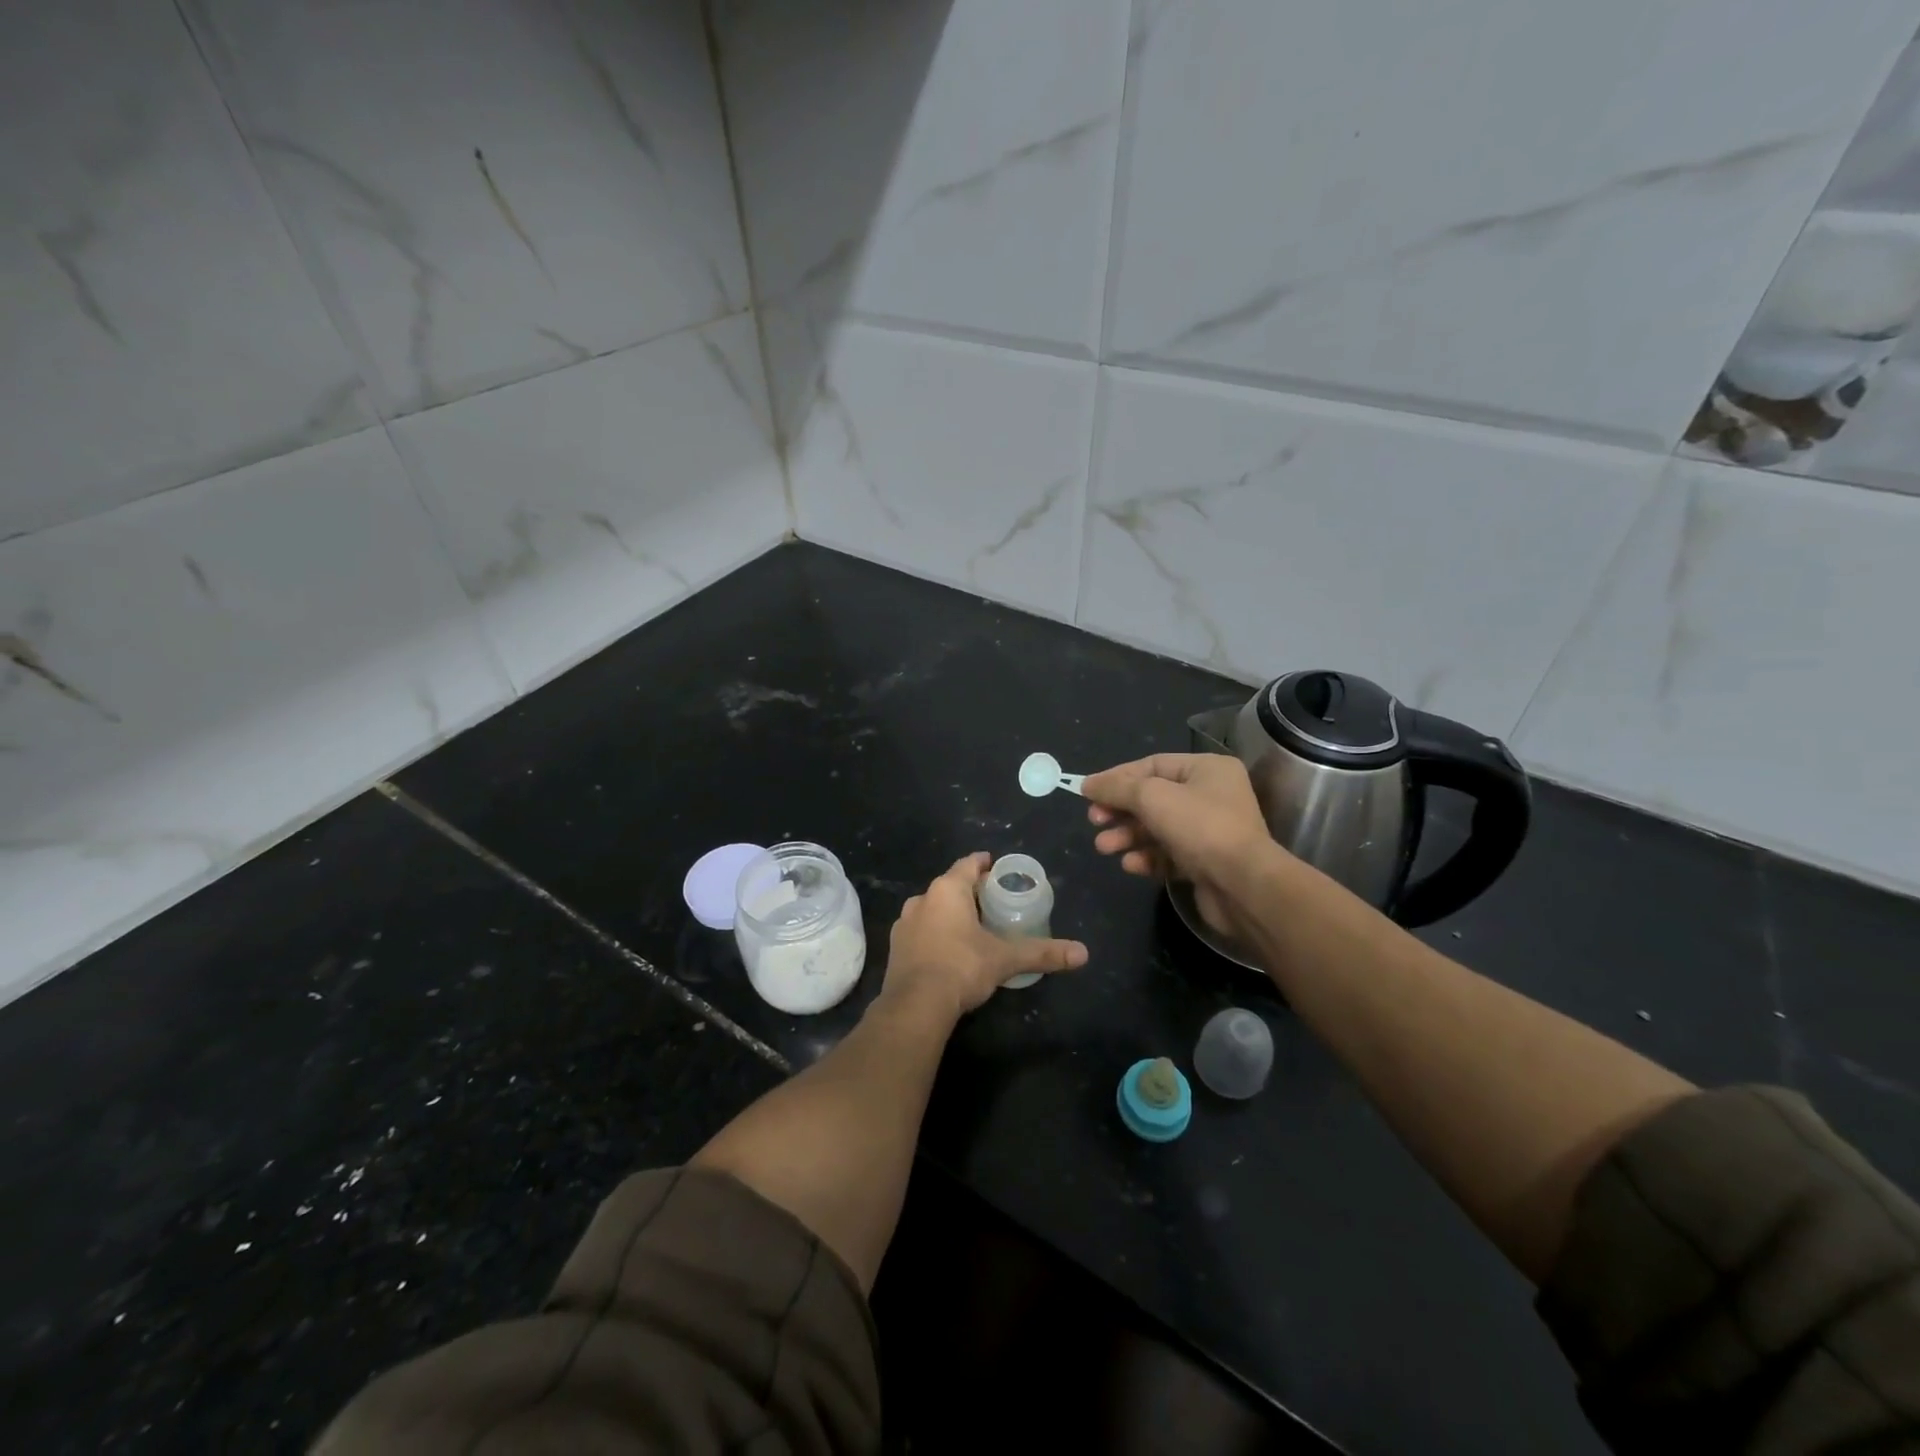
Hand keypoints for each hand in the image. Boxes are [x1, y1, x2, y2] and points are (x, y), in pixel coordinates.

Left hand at [880, 853, 1087, 1024]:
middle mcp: (922, 899)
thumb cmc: (962, 967)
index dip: (983, 864)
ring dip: (949, 912)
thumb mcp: (1005, 959)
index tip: (995, 867)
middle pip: (950, 886)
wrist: (915, 1005)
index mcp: (947, 890)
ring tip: (971, 926)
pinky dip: (934, 933)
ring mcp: (904, 923)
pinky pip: (920, 931)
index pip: (967, 864)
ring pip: (932, 908)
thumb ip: (1042, 953)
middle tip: (992, 901)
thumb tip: (1082, 953)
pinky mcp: (896, 947)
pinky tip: (948, 949)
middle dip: (969, 891)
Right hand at [1083, 753, 1275, 935]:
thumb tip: (1088, 784)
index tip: (1087, 793)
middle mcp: (1211, 796)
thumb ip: (1117, 788)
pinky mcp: (1206, 864)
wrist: (1244, 886)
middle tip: (1094, 822)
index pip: (1152, 765)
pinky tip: (1131, 865)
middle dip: (1120, 812)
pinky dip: (1147, 858)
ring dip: (1128, 837)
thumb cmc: (1200, 828)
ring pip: (1157, 829)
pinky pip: (1168, 855)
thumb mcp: (1152, 797)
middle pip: (1153, 798)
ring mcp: (1210, 832)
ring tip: (1104, 848)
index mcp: (1207, 770)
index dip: (1117, 778)